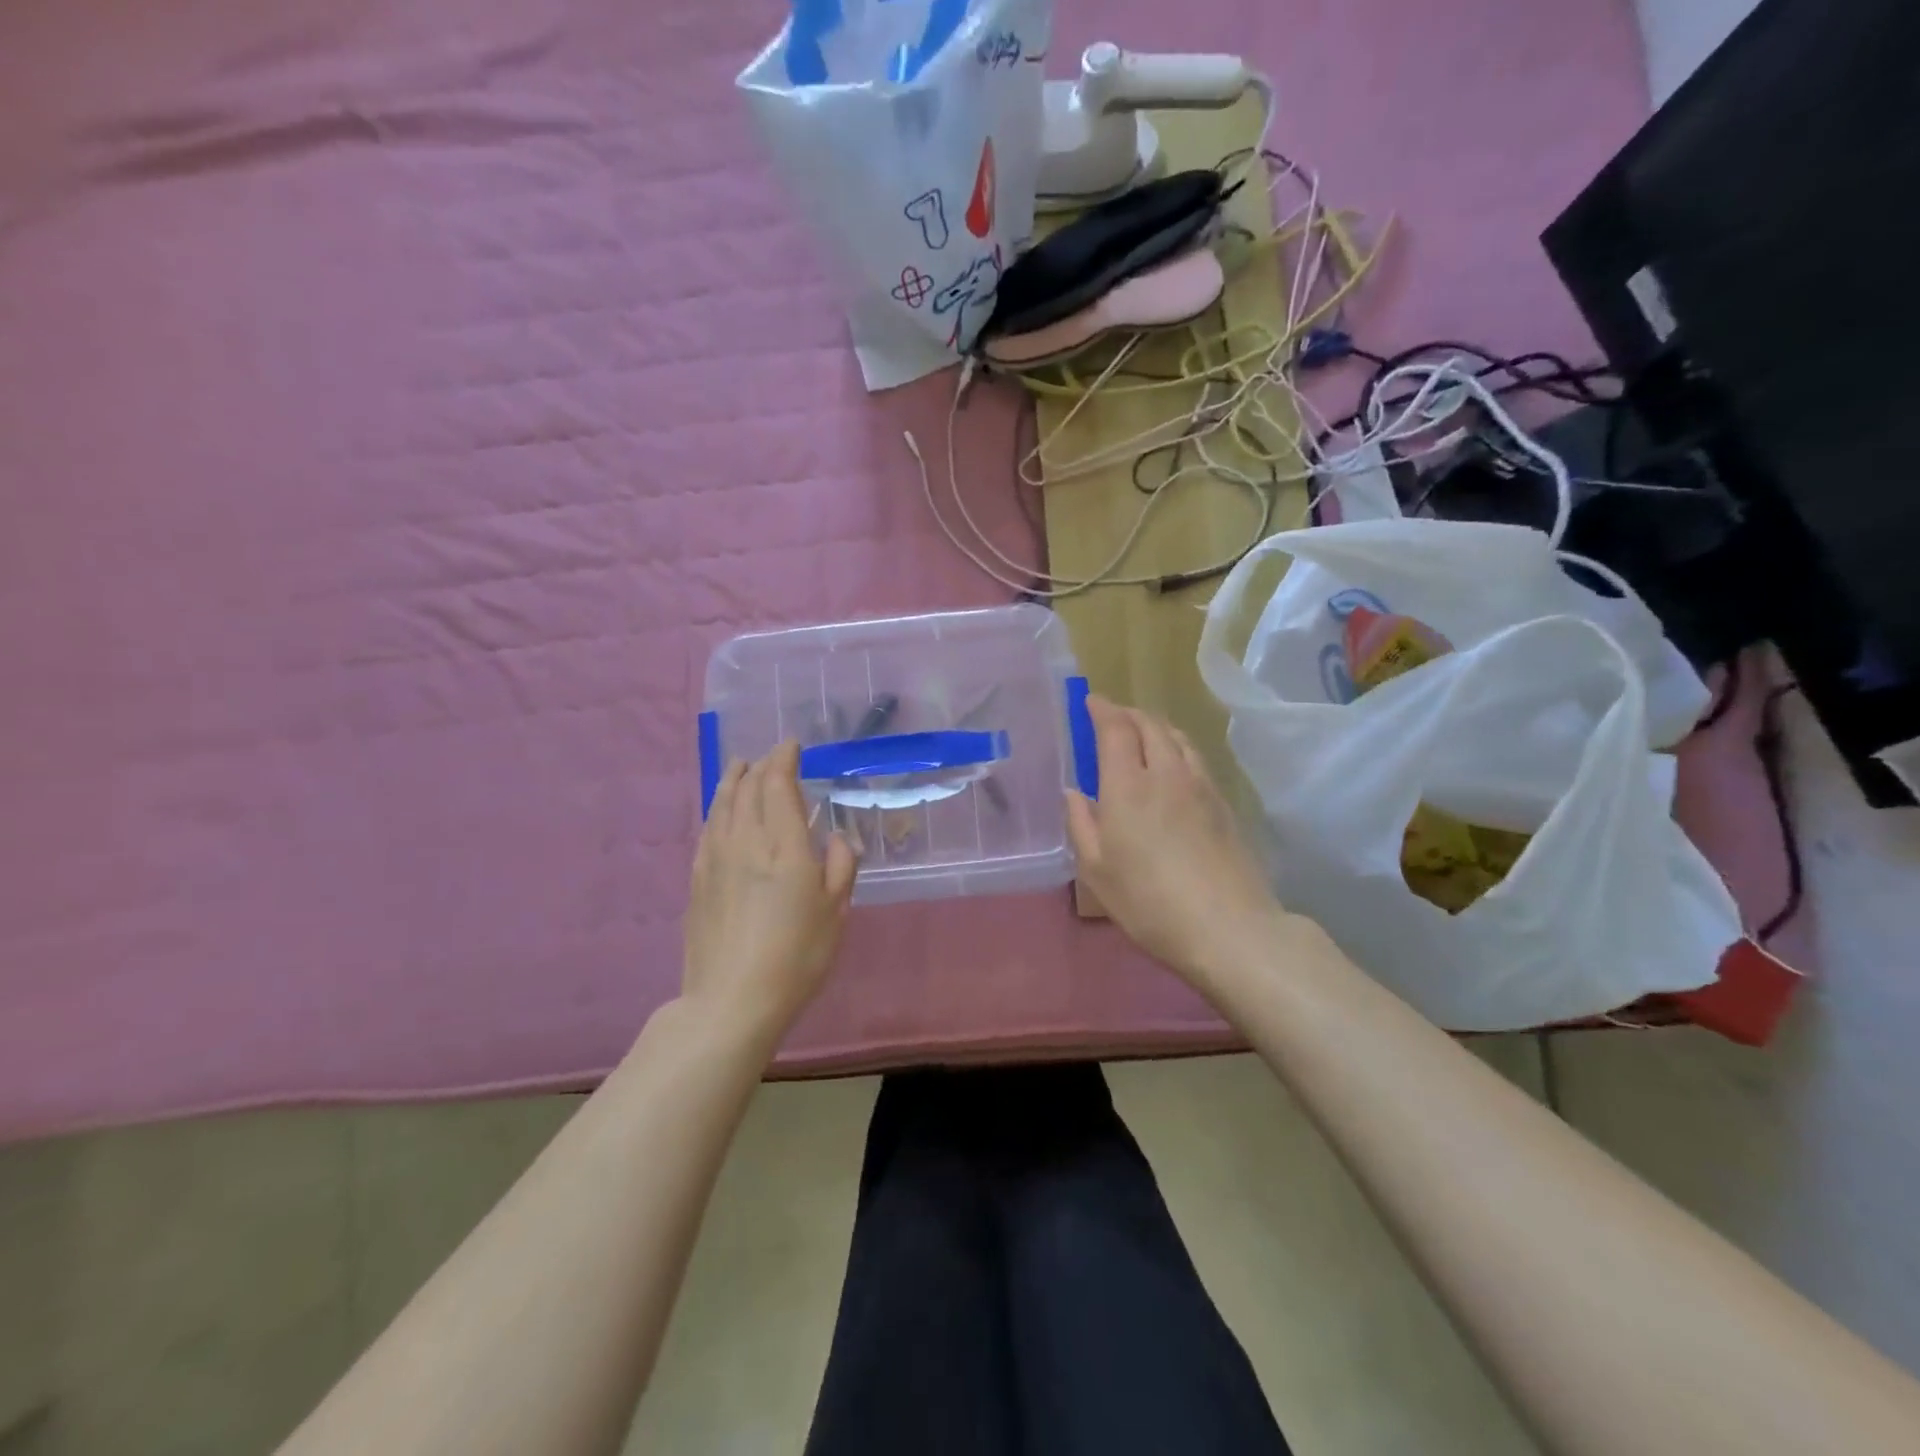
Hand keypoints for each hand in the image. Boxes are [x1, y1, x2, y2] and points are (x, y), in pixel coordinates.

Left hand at [684, 742, 856, 1047]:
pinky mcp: (697, 880)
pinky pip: (707, 830)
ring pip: (722, 805)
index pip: (778, 785)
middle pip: (747, 789)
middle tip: (769, 757)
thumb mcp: (836, 913)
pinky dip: (716, 810)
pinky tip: (720, 813)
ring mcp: (715, 859)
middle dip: (760, 766)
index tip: (791, 746)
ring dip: (732, 781)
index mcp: (784, 846)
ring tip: (739, 768)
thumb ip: (840, 867)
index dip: (783, 760)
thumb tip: (836, 838)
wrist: (731, 1001)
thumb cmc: (796, 957)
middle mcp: (745, 842)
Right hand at [1066, 697, 1285, 992]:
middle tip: (1112, 717)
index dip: (1102, 709)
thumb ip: (1080, 824)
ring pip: (1178, 738)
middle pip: (1150, 725)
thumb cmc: (1148, 902)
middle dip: (1128, 713)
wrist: (1228, 927)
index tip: (1090, 701)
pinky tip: (1173, 767)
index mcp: (1128, 785)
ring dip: (1156, 727)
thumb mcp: (1096, 871)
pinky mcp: (1224, 804)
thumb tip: (1073, 792)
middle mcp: (1166, 773)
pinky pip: (1195, 758)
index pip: (1116, 728)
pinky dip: (1177, 748)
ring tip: (1143, 734)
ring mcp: (1201, 786)